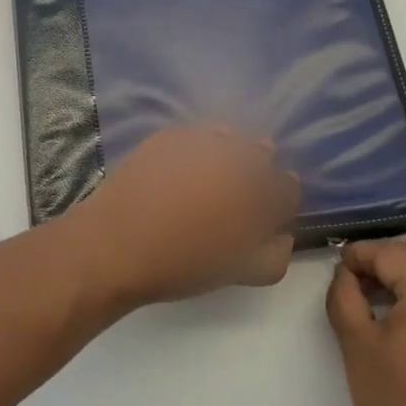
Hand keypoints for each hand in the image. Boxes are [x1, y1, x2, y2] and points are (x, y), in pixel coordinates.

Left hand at [70, 127, 300, 306]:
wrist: (116, 245)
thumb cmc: (183, 264)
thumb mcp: (242, 271)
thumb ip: (276, 253)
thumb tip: (282, 232)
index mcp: (260, 191)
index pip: (289, 188)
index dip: (278, 204)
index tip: (262, 216)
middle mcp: (237, 155)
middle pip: (263, 155)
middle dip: (256, 174)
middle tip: (232, 200)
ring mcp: (201, 139)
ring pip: (232, 139)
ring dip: (229, 156)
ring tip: (206, 183)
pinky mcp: (170, 134)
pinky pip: (198, 136)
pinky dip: (198, 150)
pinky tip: (180, 173)